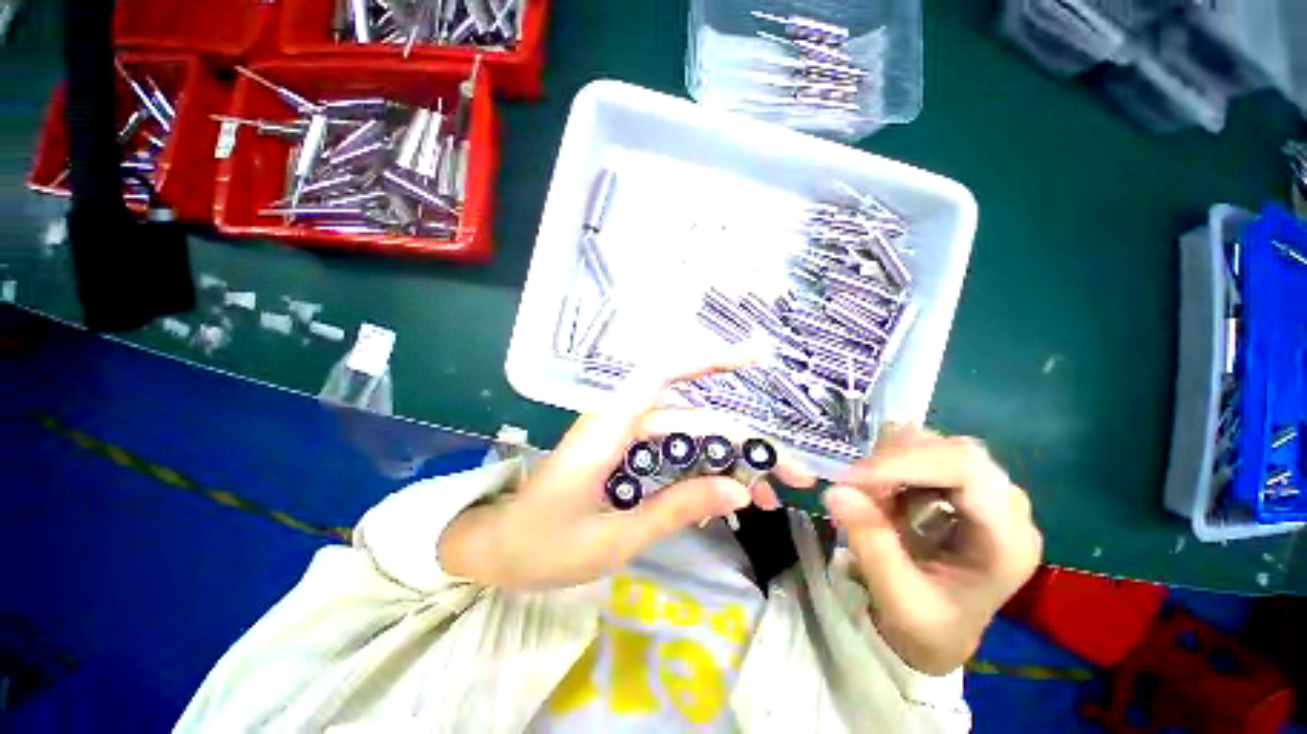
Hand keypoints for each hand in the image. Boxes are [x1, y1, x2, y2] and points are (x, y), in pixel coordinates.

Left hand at [439, 358, 814, 590]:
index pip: (662, 374)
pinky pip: (673, 456)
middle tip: (790, 474)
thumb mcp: (615, 537)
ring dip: (728, 462)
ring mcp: (625, 438)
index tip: (751, 359)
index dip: (706, 359)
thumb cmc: (544, 545)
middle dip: (743, 443)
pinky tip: (725, 498)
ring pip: (688, 440)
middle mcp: (621, 422)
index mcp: (609, 429)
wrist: (498, 549)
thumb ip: (676, 509)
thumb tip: (738, 491)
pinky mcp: (626, 455)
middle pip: (692, 421)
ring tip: (765, 496)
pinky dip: (702, 473)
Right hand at [822, 424, 1041, 674]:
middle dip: (896, 461)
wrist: (938, 634)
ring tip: (870, 493)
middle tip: (856, 484)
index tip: (853, 477)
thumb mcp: (897, 597)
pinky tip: (881, 490)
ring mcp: (985, 494)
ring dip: (892, 460)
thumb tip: (836, 491)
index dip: (907, 462)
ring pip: (937, 445)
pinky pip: (924, 453)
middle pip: (954, 451)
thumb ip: (871, 544)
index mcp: (1008, 541)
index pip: (968, 471)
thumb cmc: (926, 624)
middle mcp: (1007, 508)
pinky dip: (892, 463)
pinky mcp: (961, 487)